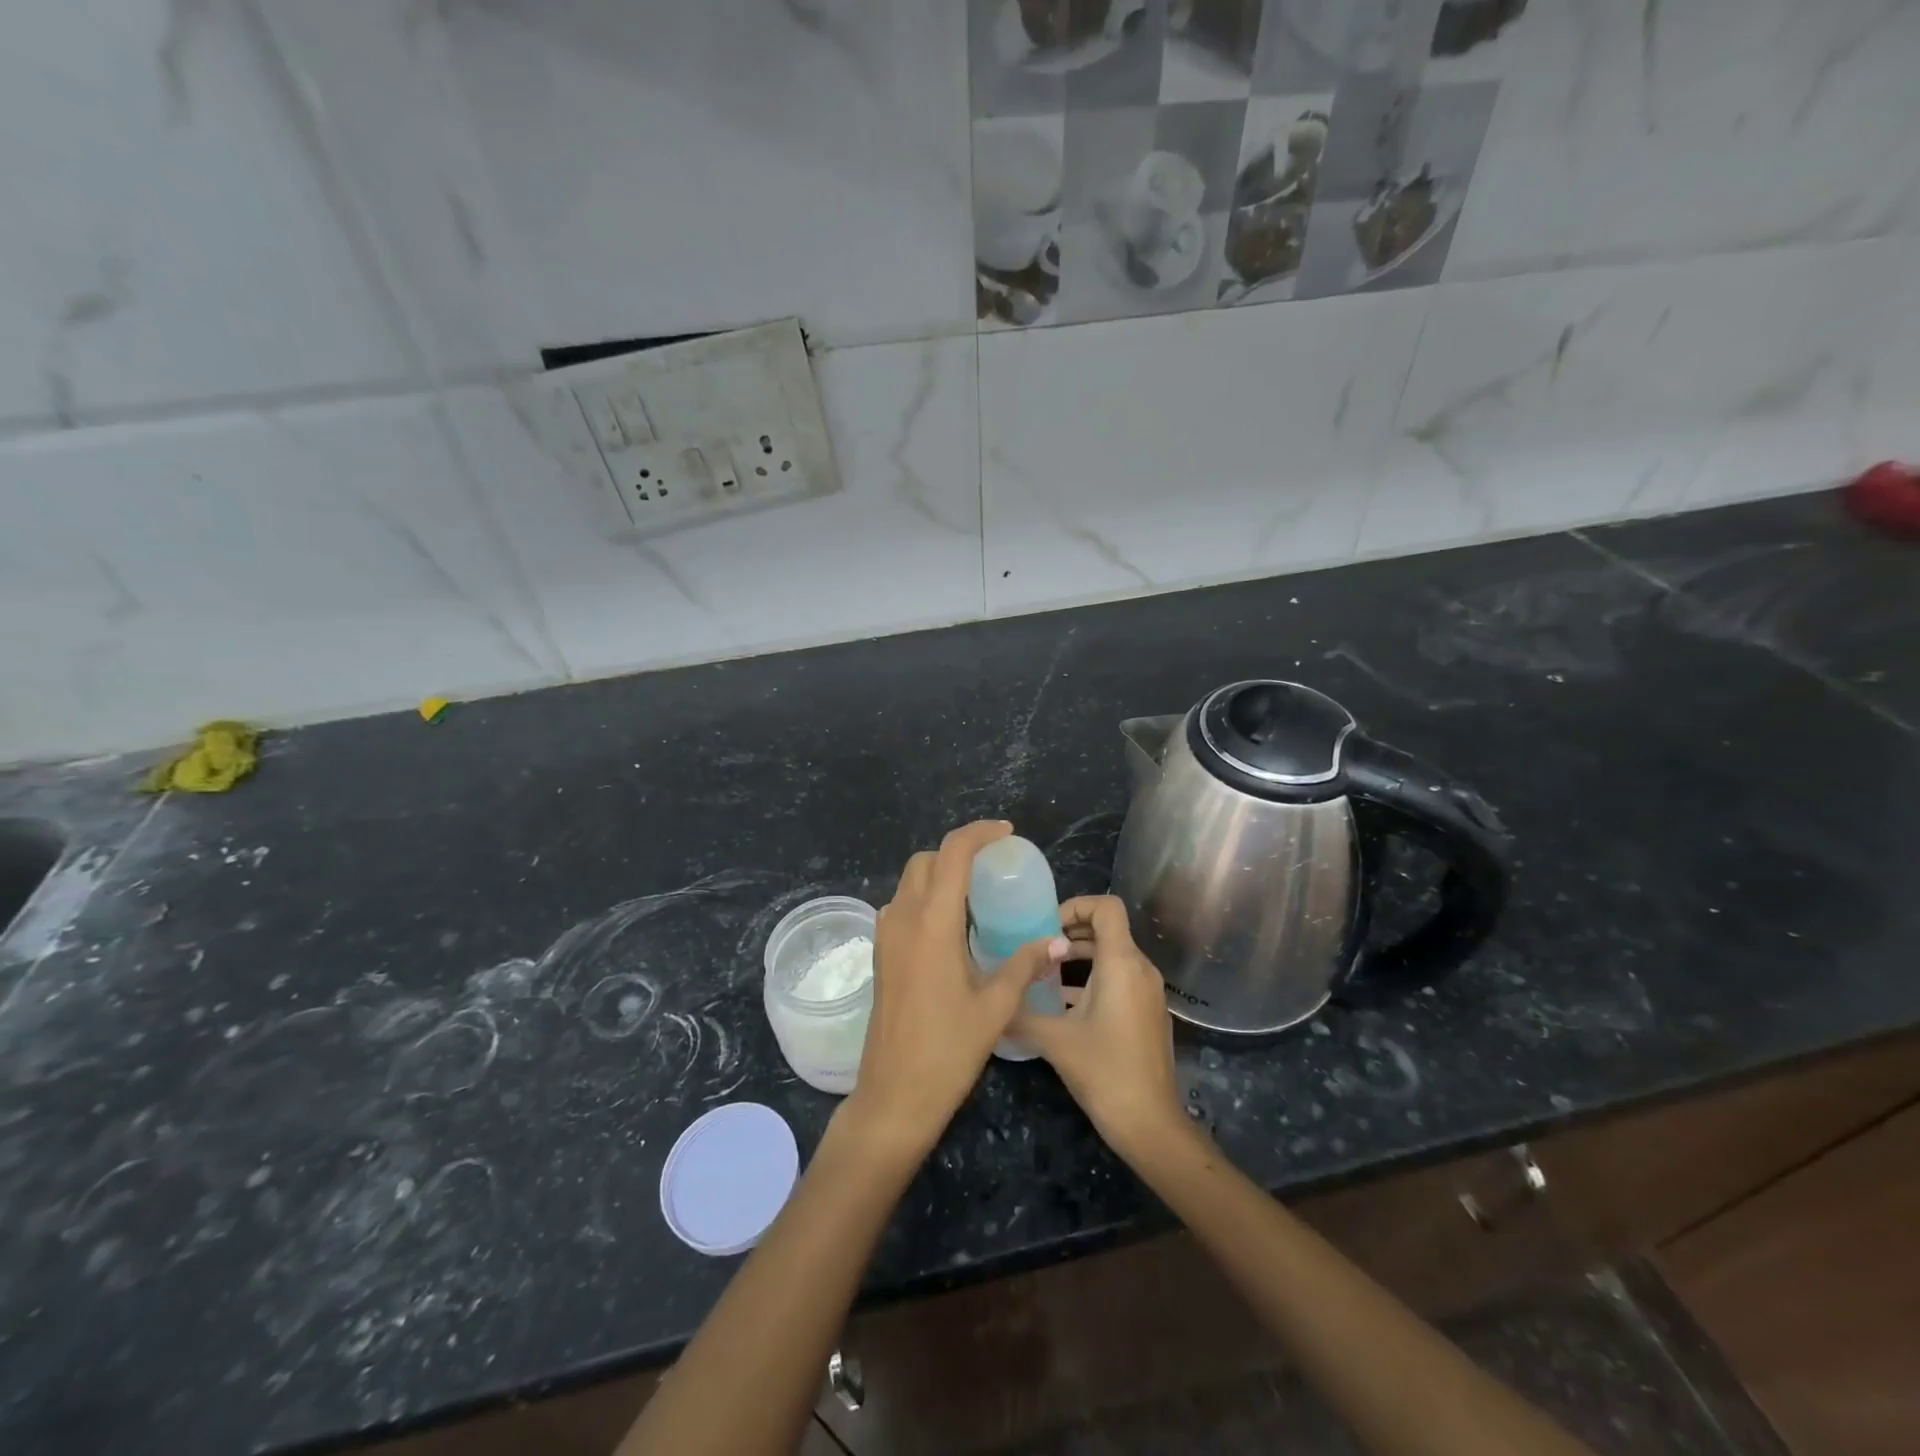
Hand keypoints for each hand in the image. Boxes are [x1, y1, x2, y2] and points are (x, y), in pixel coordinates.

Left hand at [845, 821, 1064, 1159]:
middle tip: (995, 868)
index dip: (978, 834)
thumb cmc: (947, 1051)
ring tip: (978, 897)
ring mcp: (886, 936)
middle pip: (926, 861)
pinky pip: (903, 906)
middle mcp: (903, 918)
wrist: (893, 1096)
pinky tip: (954, 928)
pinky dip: (927, 899)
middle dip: (959, 852)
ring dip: (940, 875)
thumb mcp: (995, 1006)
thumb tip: (1056, 940)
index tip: (1006, 834)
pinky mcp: (882, 954)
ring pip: (910, 882)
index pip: (952, 853)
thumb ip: (1025, 964)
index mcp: (932, 923)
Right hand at [1010, 895, 1186, 1160]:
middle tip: (1036, 946)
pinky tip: (1063, 1004)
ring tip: (1044, 973)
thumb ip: (1019, 1014)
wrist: (1150, 1124)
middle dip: (1071, 930)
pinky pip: (1120, 978)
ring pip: (1113, 955)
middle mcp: (1141, 969)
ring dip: (1080, 956)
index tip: (1046, 926)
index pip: (1107, 906)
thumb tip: (989, 1001)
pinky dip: (1093, 978)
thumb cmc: (1104, 1071)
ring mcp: (1148, 992)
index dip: (1076, 905)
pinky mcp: (1148, 1012)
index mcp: (1121, 963)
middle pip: (1108, 928)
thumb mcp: (1054, 1039)